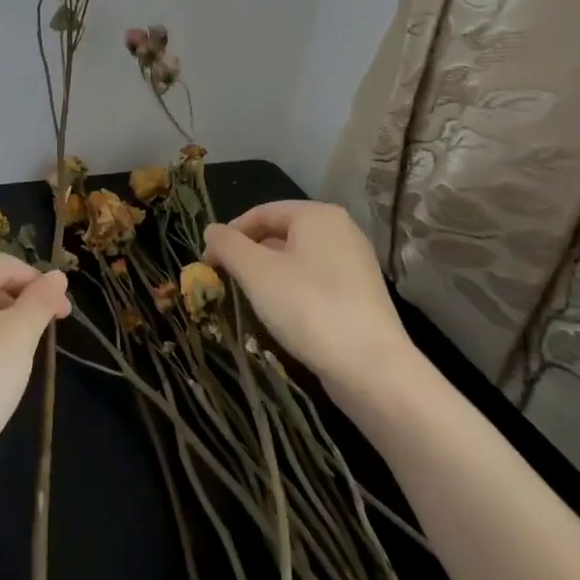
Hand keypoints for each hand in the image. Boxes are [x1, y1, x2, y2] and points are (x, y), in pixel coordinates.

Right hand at [204, 201, 412, 394]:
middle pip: (280, 234)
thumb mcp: (256, 272)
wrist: (371, 367)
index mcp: (318, 215)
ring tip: (248, 301)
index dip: (230, 235)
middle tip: (225, 282)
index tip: (208, 264)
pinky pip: (315, 281)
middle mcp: (341, 230)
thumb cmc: (308, 307)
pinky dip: (292, 292)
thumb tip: (211, 230)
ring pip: (297, 260)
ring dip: (268, 276)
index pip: (261, 212)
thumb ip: (228, 245)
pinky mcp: (360, 294)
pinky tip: (281, 316)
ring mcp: (354, 263)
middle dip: (248, 256)